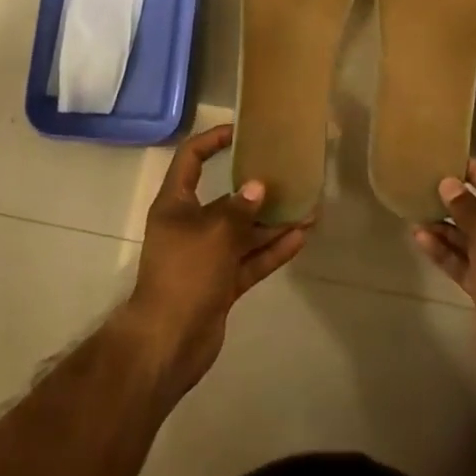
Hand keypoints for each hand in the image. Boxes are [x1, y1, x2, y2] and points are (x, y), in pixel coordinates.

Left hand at [122, 124, 309, 399]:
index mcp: (175, 204)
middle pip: (225, 199)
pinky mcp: (220, 284)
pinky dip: (271, 251)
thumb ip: (239, 208)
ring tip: (307, 210)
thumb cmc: (184, 274)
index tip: (241, 132)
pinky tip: (299, 238)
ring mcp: (206, 257)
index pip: (191, 159)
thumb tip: (258, 187)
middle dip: (257, 190)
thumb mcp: (214, 233)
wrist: (168, 343)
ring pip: (243, 232)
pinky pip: (249, 260)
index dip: (213, 140)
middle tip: (289, 177)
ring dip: (272, 223)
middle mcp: (190, 226)